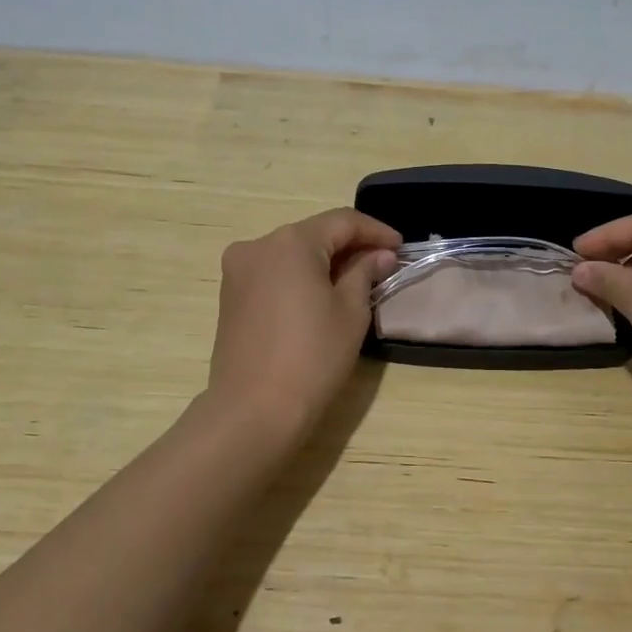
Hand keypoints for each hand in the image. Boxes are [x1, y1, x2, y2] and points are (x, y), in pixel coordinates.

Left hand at [206, 208, 400, 444]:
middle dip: (350, 246)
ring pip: (291, 253)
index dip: (375, 231)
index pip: (342, 222)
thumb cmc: (312, 357)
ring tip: (355, 281)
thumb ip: (365, 273)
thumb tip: (380, 255)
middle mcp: (258, 246)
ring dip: (324, 262)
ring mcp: (238, 271)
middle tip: (382, 264)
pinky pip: (273, 273)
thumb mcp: (351, 312)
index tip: (401, 247)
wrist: (254, 410)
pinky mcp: (230, 296)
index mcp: (290, 242)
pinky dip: (300, 277)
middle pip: (314, 234)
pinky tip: (321, 295)